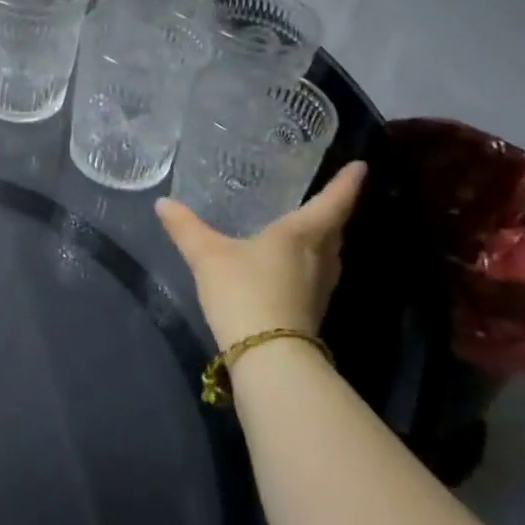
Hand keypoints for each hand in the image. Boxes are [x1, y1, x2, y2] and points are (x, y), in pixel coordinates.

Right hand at [156, 161, 367, 349]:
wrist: (268, 358)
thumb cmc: (244, 293)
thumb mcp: (207, 256)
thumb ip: (186, 228)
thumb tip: (163, 203)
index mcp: (301, 234)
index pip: (333, 202)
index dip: (347, 183)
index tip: (361, 166)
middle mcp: (319, 258)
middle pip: (334, 230)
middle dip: (333, 212)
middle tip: (326, 195)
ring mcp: (320, 288)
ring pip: (328, 255)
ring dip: (323, 240)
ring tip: (307, 228)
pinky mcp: (311, 312)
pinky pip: (316, 276)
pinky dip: (309, 264)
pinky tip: (289, 267)